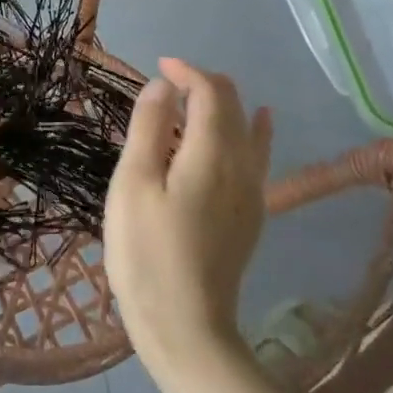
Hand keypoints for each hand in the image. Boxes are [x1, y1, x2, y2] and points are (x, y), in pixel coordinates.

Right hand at [104, 59, 272, 384]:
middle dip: (202, 84)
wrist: (186, 326)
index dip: (187, 71)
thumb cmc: (146, 252)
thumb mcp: (133, 184)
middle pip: (233, 105)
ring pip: (247, 129)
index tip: (159, 65)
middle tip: (166, 84)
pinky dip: (254, 131)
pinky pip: (259, 156)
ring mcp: (252, 192)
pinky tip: (260, 123)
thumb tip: (163, 86)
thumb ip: (148, 128)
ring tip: (194, 100)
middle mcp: (242, 165)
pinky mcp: (251, 215)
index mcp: (212, 153)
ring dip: (222, 106)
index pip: (210, 92)